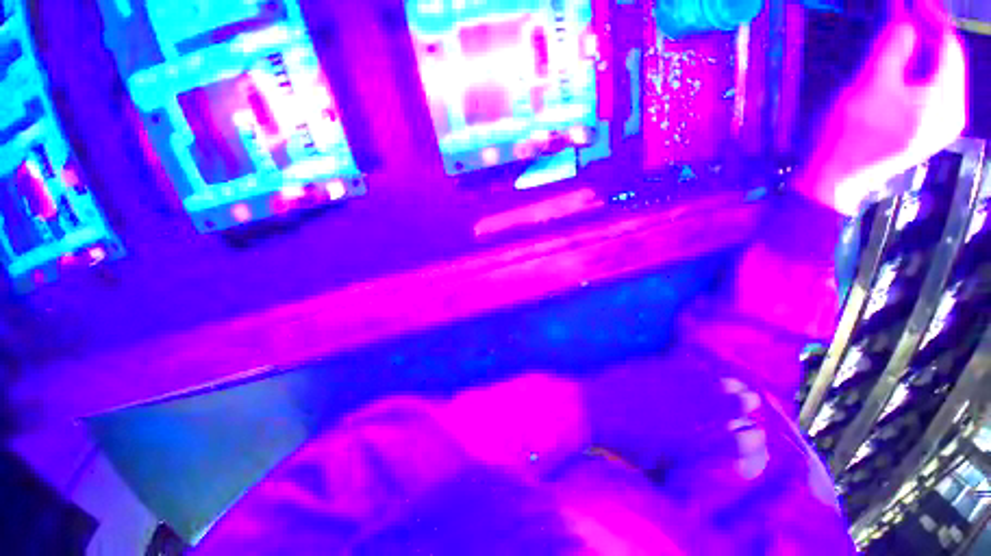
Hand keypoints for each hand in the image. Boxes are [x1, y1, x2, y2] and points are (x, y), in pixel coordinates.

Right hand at [802, 6, 965, 215]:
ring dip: (920, 55)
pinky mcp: (925, 134)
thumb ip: (894, 46)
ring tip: (900, 37)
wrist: (833, 181)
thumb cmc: (848, 135)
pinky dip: (917, 76)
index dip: (930, 18)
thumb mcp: (870, 84)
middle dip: (926, 36)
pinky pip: (930, 95)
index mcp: (946, 102)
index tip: (911, 3)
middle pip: (946, 62)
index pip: (948, 45)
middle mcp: (952, 114)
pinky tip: (901, 68)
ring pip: (938, 77)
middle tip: (904, 15)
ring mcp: (939, 127)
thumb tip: (906, 17)